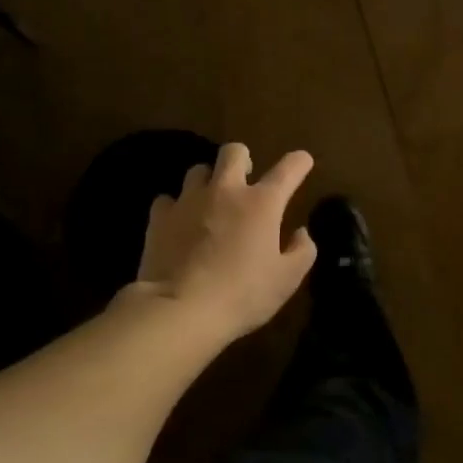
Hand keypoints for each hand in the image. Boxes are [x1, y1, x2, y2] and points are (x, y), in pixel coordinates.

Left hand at [127, 143, 318, 343]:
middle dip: (243, 159)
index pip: (289, 168)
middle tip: (245, 179)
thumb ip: (302, 251)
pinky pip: (167, 199)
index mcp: (262, 203)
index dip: (299, 162)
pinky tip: (178, 224)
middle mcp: (226, 190)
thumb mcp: (286, 280)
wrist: (180, 310)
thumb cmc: (242, 294)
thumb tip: (301, 232)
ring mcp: (190, 200)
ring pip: (198, 171)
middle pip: (234, 152)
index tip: (302, 162)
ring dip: (208, 182)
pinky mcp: (160, 217)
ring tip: (209, 202)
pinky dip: (175, 208)